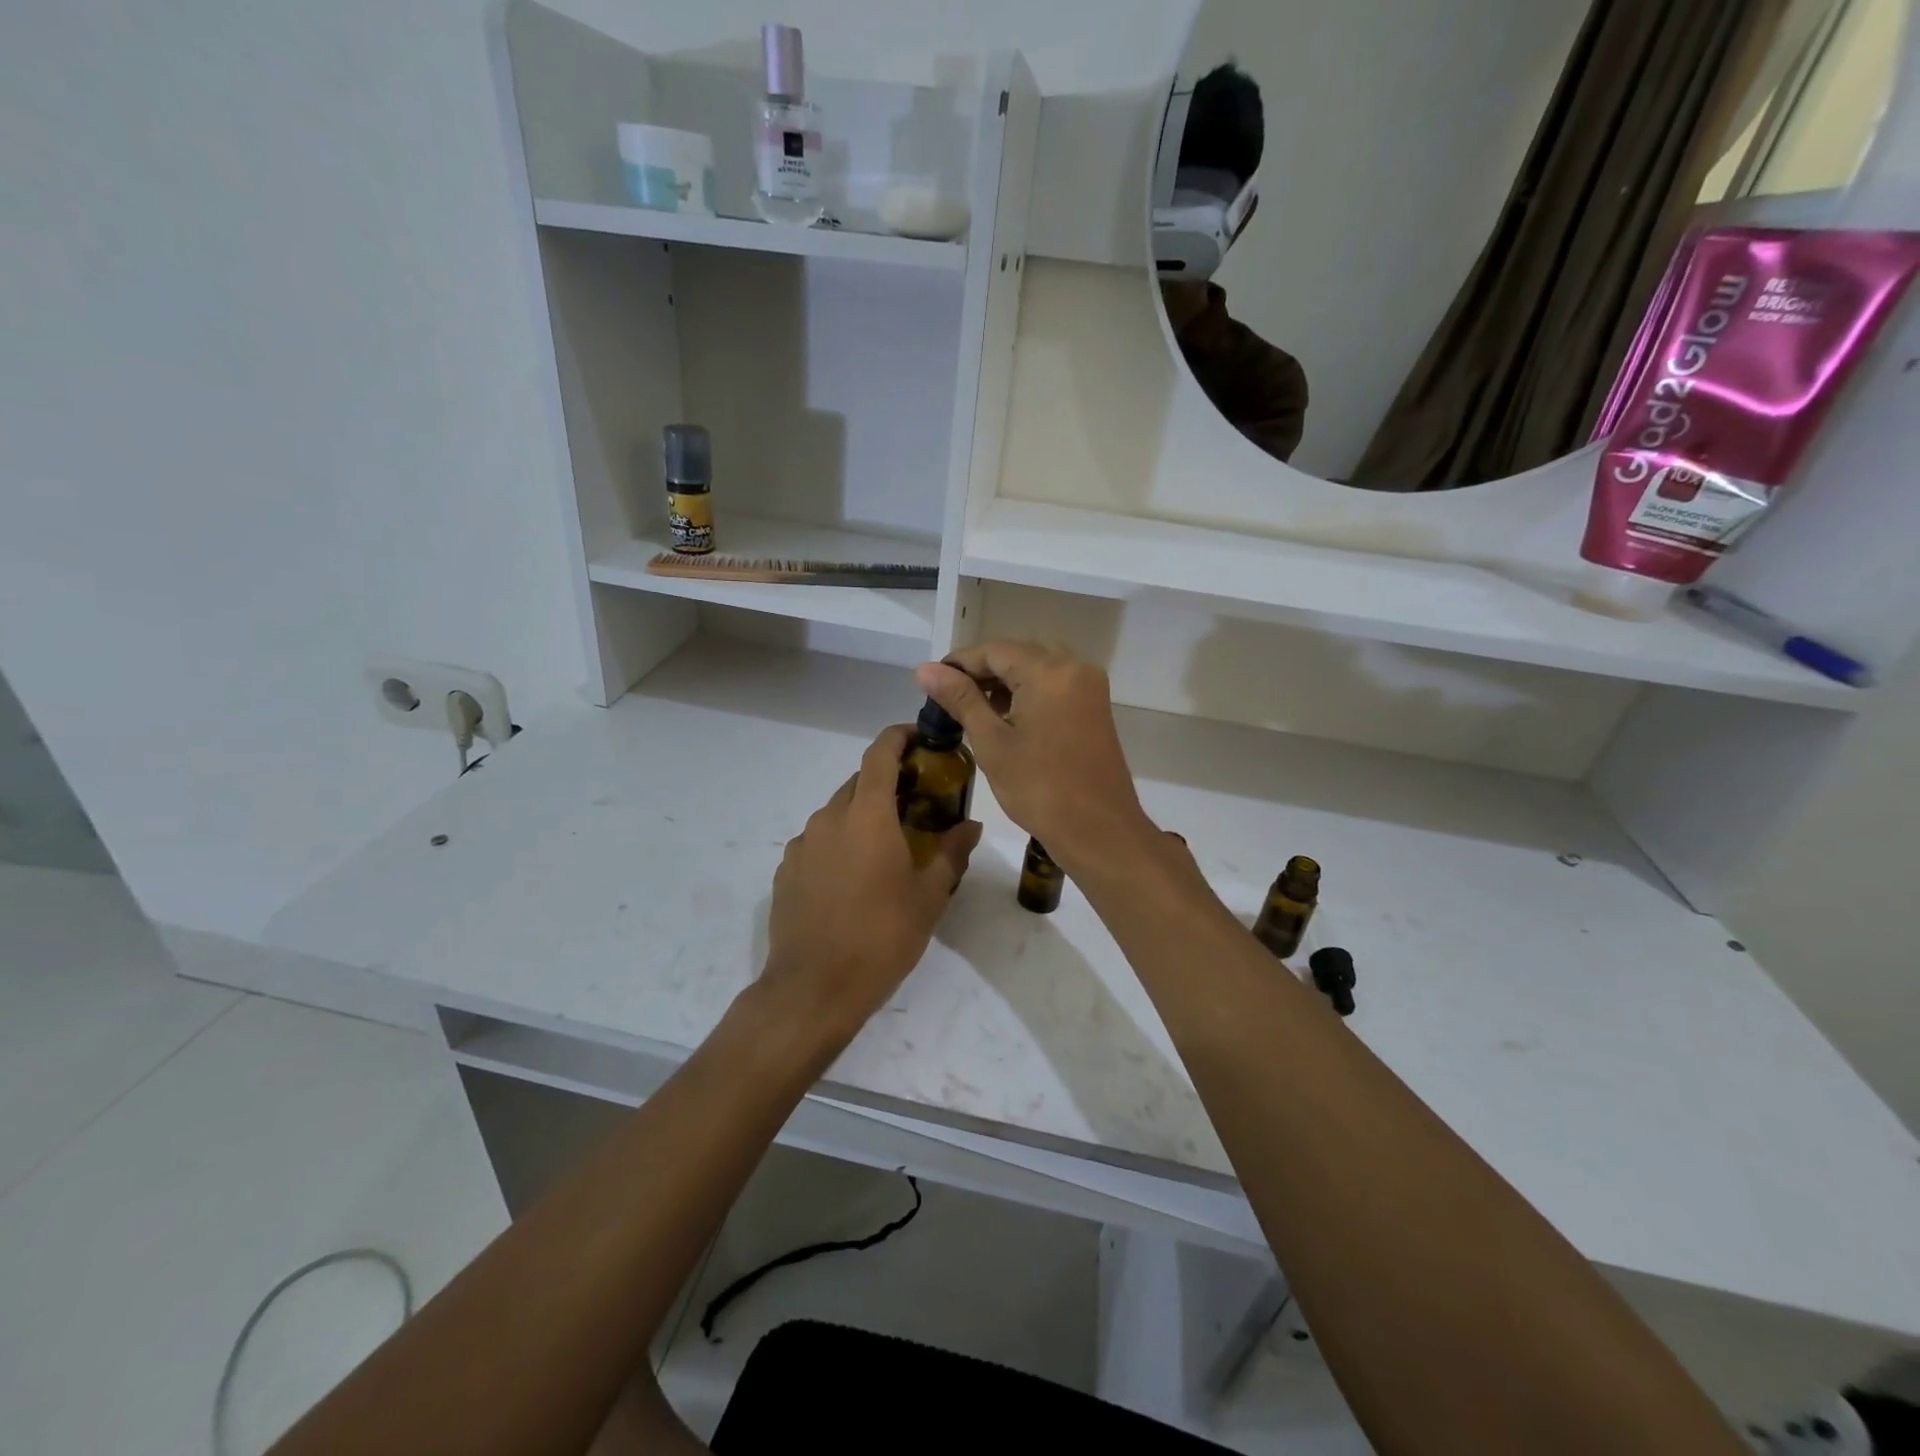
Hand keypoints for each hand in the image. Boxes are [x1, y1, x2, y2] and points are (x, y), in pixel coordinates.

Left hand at [762, 724, 981, 1043]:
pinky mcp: (786, 870)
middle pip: (859, 782)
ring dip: (862, 816)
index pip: (880, 754)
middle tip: (916, 802)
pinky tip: (853, 878)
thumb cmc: (881, 938)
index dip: (899, 736)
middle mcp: (829, 819)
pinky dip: (839, 844)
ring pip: (837, 813)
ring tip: (886, 847)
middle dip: (887, 782)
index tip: (919, 736)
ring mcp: (802, 844)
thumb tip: (971, 826)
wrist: (814, 988)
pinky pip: (818, 842)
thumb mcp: (929, 897)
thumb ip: (950, 853)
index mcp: (867, 816)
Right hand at [916, 643, 1155, 873]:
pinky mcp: (1095, 708)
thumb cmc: (1040, 788)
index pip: (994, 650)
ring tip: (970, 710)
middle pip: (1017, 656)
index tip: (930, 682)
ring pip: (1036, 671)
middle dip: (980, 674)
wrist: (1098, 831)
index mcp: (1050, 671)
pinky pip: (1054, 688)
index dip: (959, 663)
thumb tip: (925, 669)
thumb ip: (960, 699)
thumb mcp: (992, 742)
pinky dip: (1027, 696)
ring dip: (1003, 685)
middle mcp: (1075, 668)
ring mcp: (1089, 688)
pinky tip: (1004, 718)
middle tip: (946, 699)